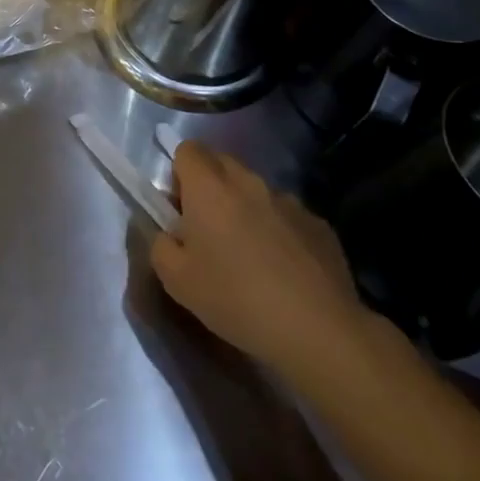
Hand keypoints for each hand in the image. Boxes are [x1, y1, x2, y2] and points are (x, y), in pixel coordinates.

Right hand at [151, 142, 373, 381]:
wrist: (318, 330)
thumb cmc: (236, 299)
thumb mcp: (176, 281)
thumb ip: (160, 245)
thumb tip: (167, 233)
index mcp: (209, 188)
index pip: (188, 150)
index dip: (179, 173)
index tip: (180, 208)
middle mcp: (249, 182)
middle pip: (222, 163)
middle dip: (210, 186)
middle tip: (207, 229)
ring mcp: (289, 201)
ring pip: (256, 190)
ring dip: (245, 208)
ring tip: (249, 256)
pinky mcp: (319, 224)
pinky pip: (287, 216)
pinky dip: (278, 231)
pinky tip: (283, 272)